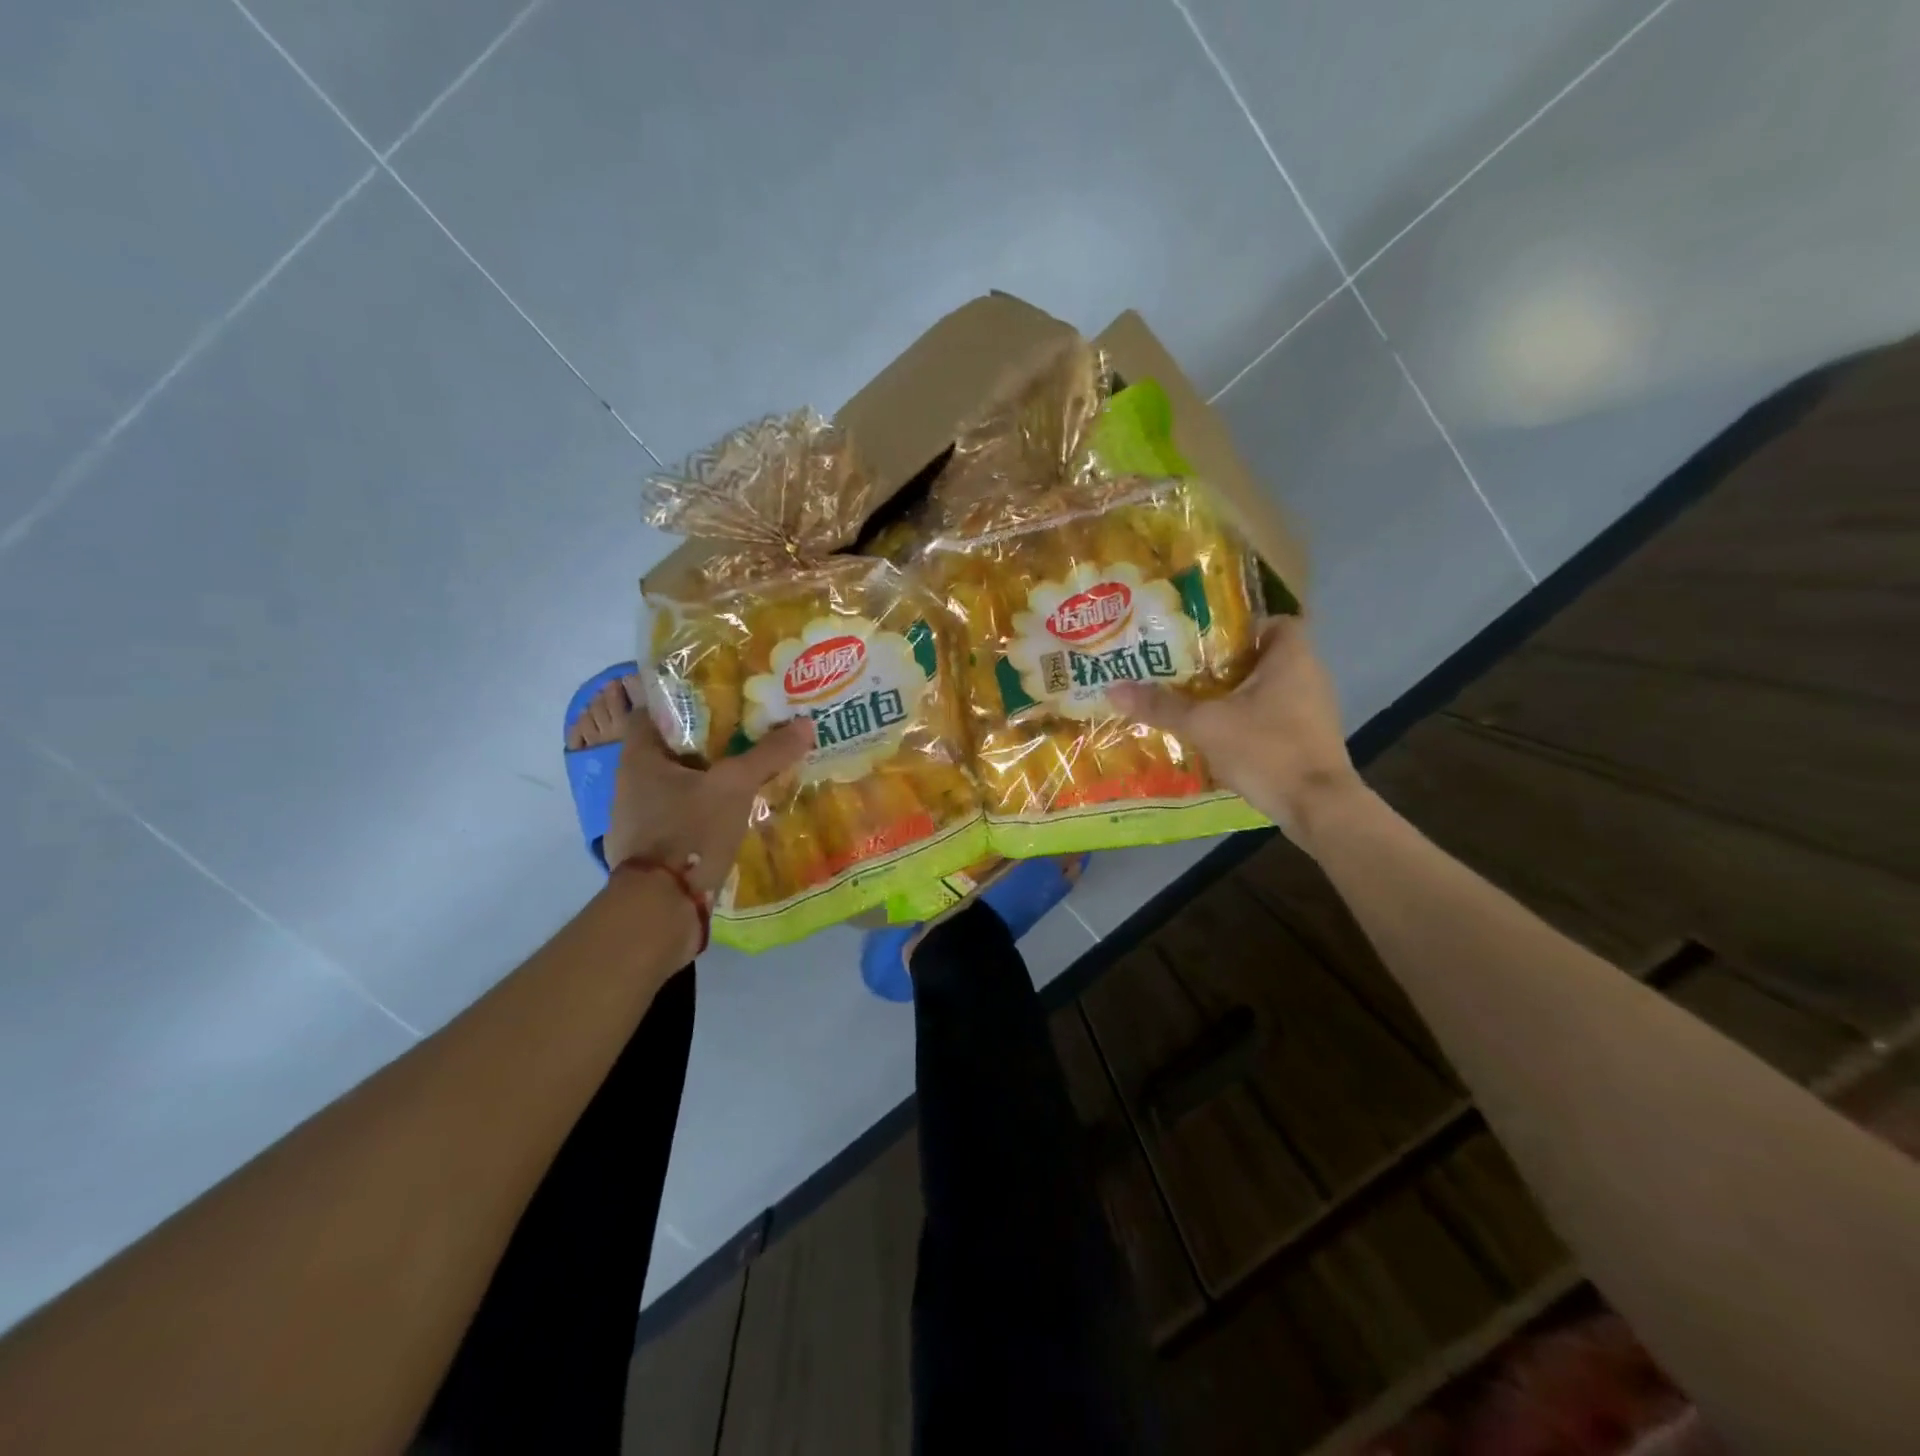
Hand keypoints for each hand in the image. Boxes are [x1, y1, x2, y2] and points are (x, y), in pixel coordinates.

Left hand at [601, 678, 814, 895]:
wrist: (660, 907)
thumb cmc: (688, 831)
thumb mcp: (735, 786)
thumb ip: (768, 754)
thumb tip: (805, 724)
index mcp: (639, 756)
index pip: (656, 709)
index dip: (686, 698)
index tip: (723, 696)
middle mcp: (632, 780)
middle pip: (674, 746)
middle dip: (710, 738)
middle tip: (750, 728)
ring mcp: (640, 815)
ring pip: (681, 781)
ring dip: (711, 774)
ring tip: (751, 766)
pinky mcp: (655, 844)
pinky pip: (684, 811)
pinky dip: (708, 805)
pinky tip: (738, 807)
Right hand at [1109, 617, 1363, 845]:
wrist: (1317, 807)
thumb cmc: (1267, 750)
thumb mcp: (1206, 725)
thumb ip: (1162, 706)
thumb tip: (1113, 689)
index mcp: (1291, 656)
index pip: (1270, 621)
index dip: (1238, 626)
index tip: (1202, 640)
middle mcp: (1309, 674)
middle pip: (1262, 656)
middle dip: (1225, 663)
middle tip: (1184, 669)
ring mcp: (1313, 708)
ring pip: (1266, 688)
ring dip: (1234, 693)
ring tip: (1192, 700)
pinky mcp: (1309, 738)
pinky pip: (1273, 715)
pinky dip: (1247, 719)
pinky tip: (1216, 733)